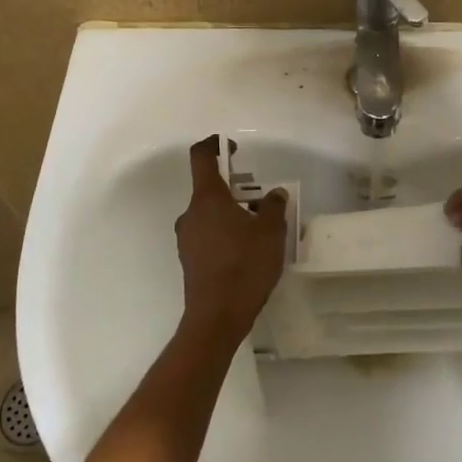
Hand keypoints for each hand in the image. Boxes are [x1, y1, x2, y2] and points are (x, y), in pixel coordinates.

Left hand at [174, 136, 288, 347]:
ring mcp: (187, 237)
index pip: (202, 156)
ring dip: (232, 213)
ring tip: (260, 230)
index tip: (233, 148)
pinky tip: (246, 252)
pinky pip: (208, 234)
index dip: (215, 145)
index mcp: (207, 198)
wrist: (217, 317)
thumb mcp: (271, 233)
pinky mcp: (189, 259)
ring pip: (210, 213)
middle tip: (262, 202)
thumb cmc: (245, 266)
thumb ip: (274, 207)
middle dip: (236, 188)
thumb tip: (274, 194)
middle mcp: (191, 213)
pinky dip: (225, 233)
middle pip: (210, 188)